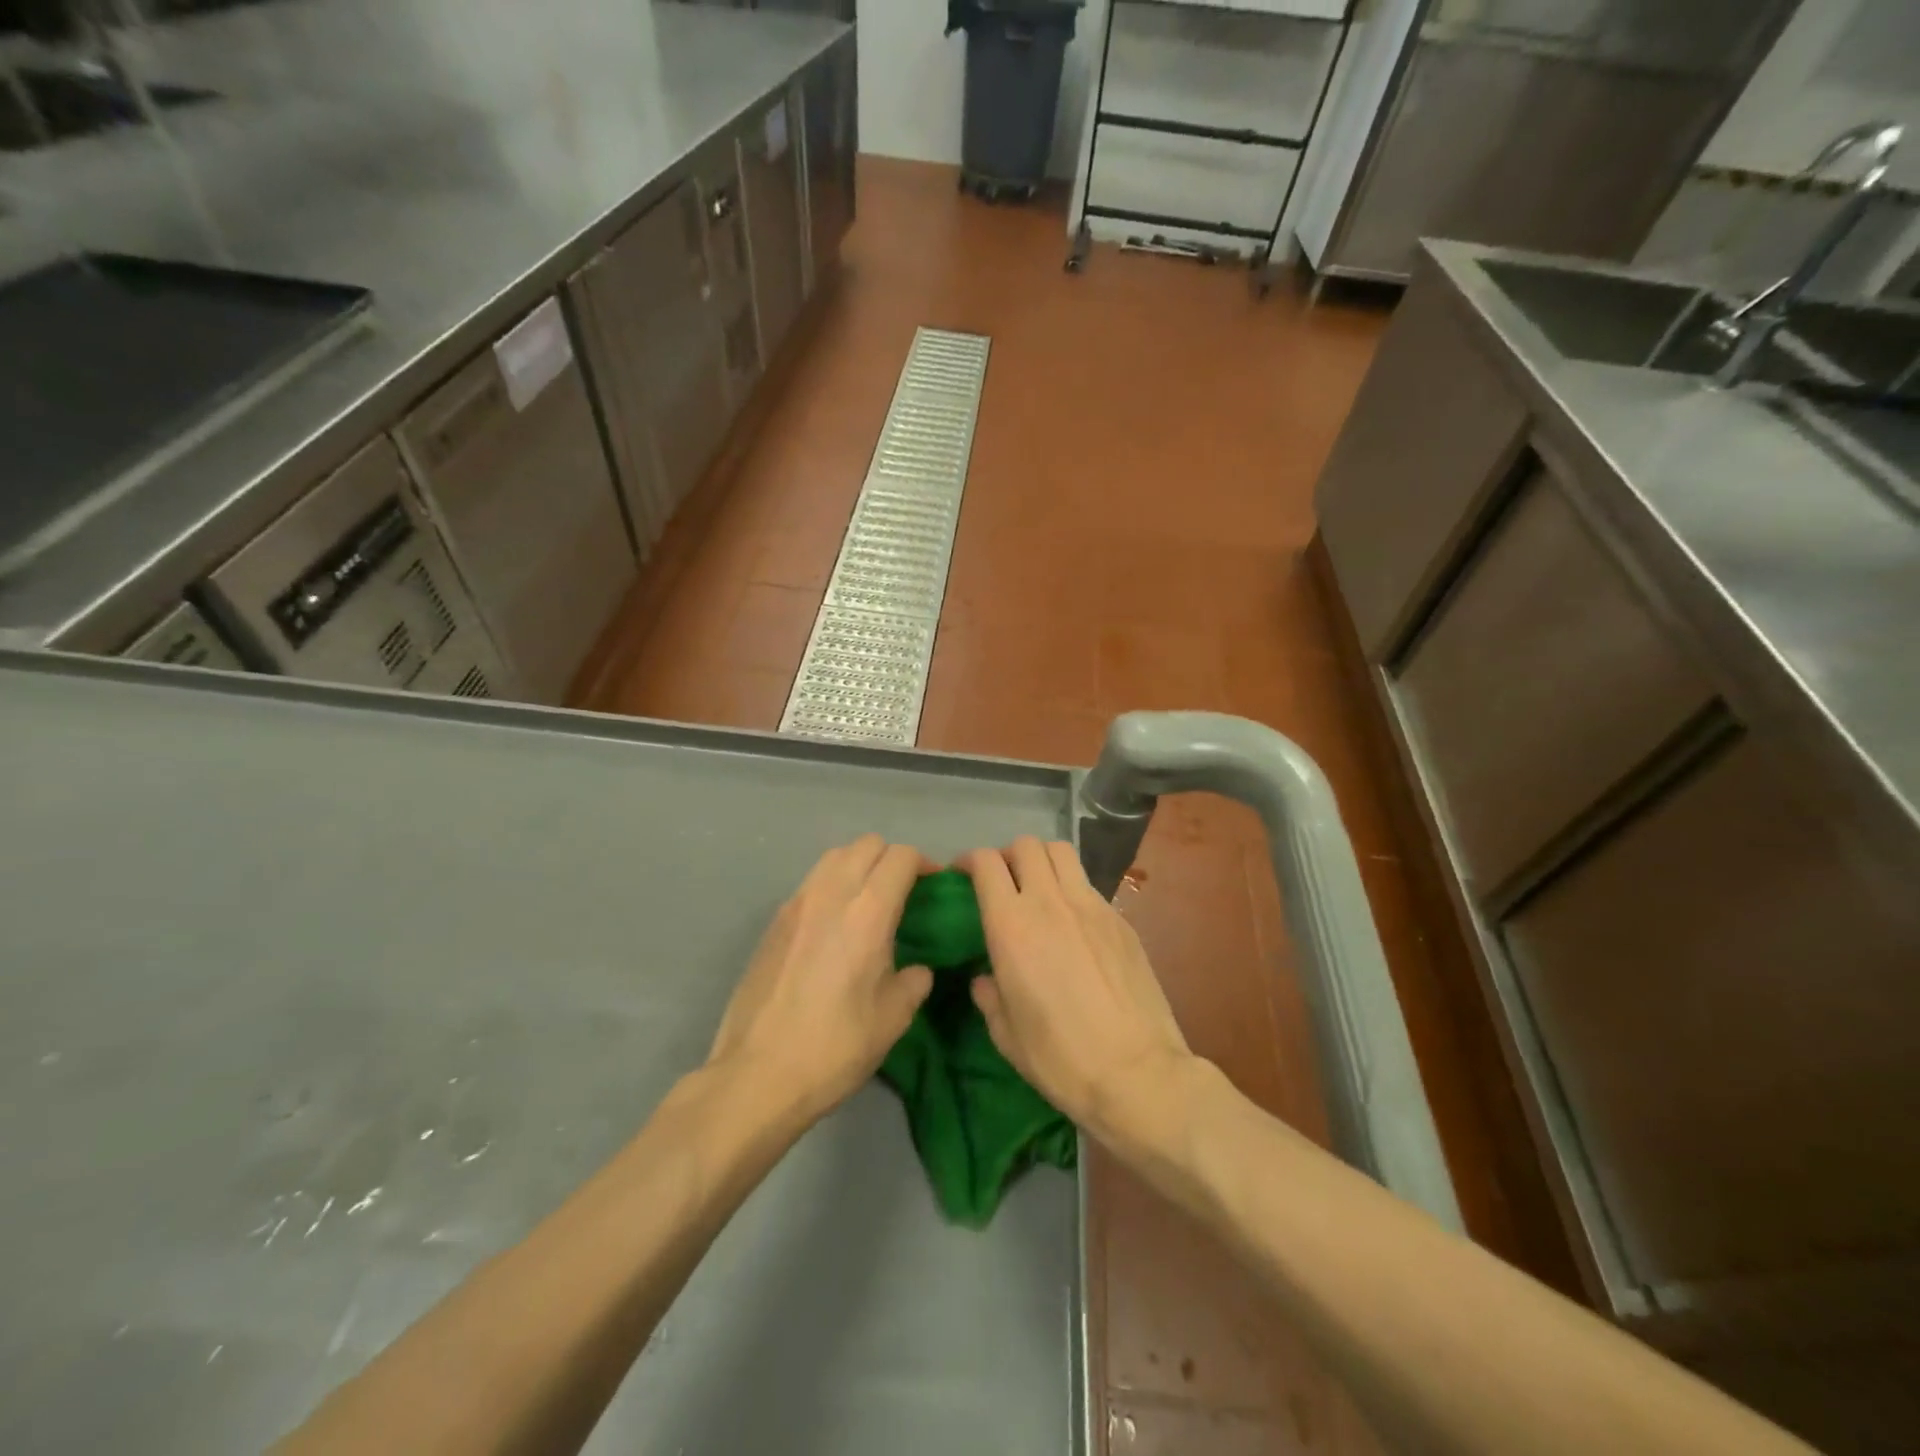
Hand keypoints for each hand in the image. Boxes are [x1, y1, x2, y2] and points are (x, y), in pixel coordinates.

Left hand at [709, 835, 934, 1123]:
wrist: (757, 1075)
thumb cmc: (834, 1047)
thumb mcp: (892, 1020)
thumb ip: (913, 982)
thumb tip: (916, 970)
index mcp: (867, 913)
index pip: (901, 857)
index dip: (924, 863)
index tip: (934, 886)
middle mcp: (830, 894)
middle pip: (866, 844)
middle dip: (891, 858)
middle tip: (904, 891)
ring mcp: (796, 904)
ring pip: (834, 856)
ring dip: (859, 865)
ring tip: (869, 902)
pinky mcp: (774, 921)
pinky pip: (811, 882)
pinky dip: (832, 885)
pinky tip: (835, 925)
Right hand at [962, 838, 1192, 1138]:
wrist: (1137, 1072)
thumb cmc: (1060, 1058)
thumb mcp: (1006, 1034)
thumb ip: (988, 996)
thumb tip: (985, 978)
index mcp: (1012, 925)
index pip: (986, 863)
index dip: (969, 860)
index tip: (962, 874)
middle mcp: (1050, 901)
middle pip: (1026, 845)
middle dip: (1007, 855)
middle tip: (1003, 882)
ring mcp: (1091, 905)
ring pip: (1061, 852)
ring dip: (1042, 860)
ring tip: (1038, 888)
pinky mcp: (1120, 919)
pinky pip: (1088, 885)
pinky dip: (1071, 889)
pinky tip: (1073, 923)